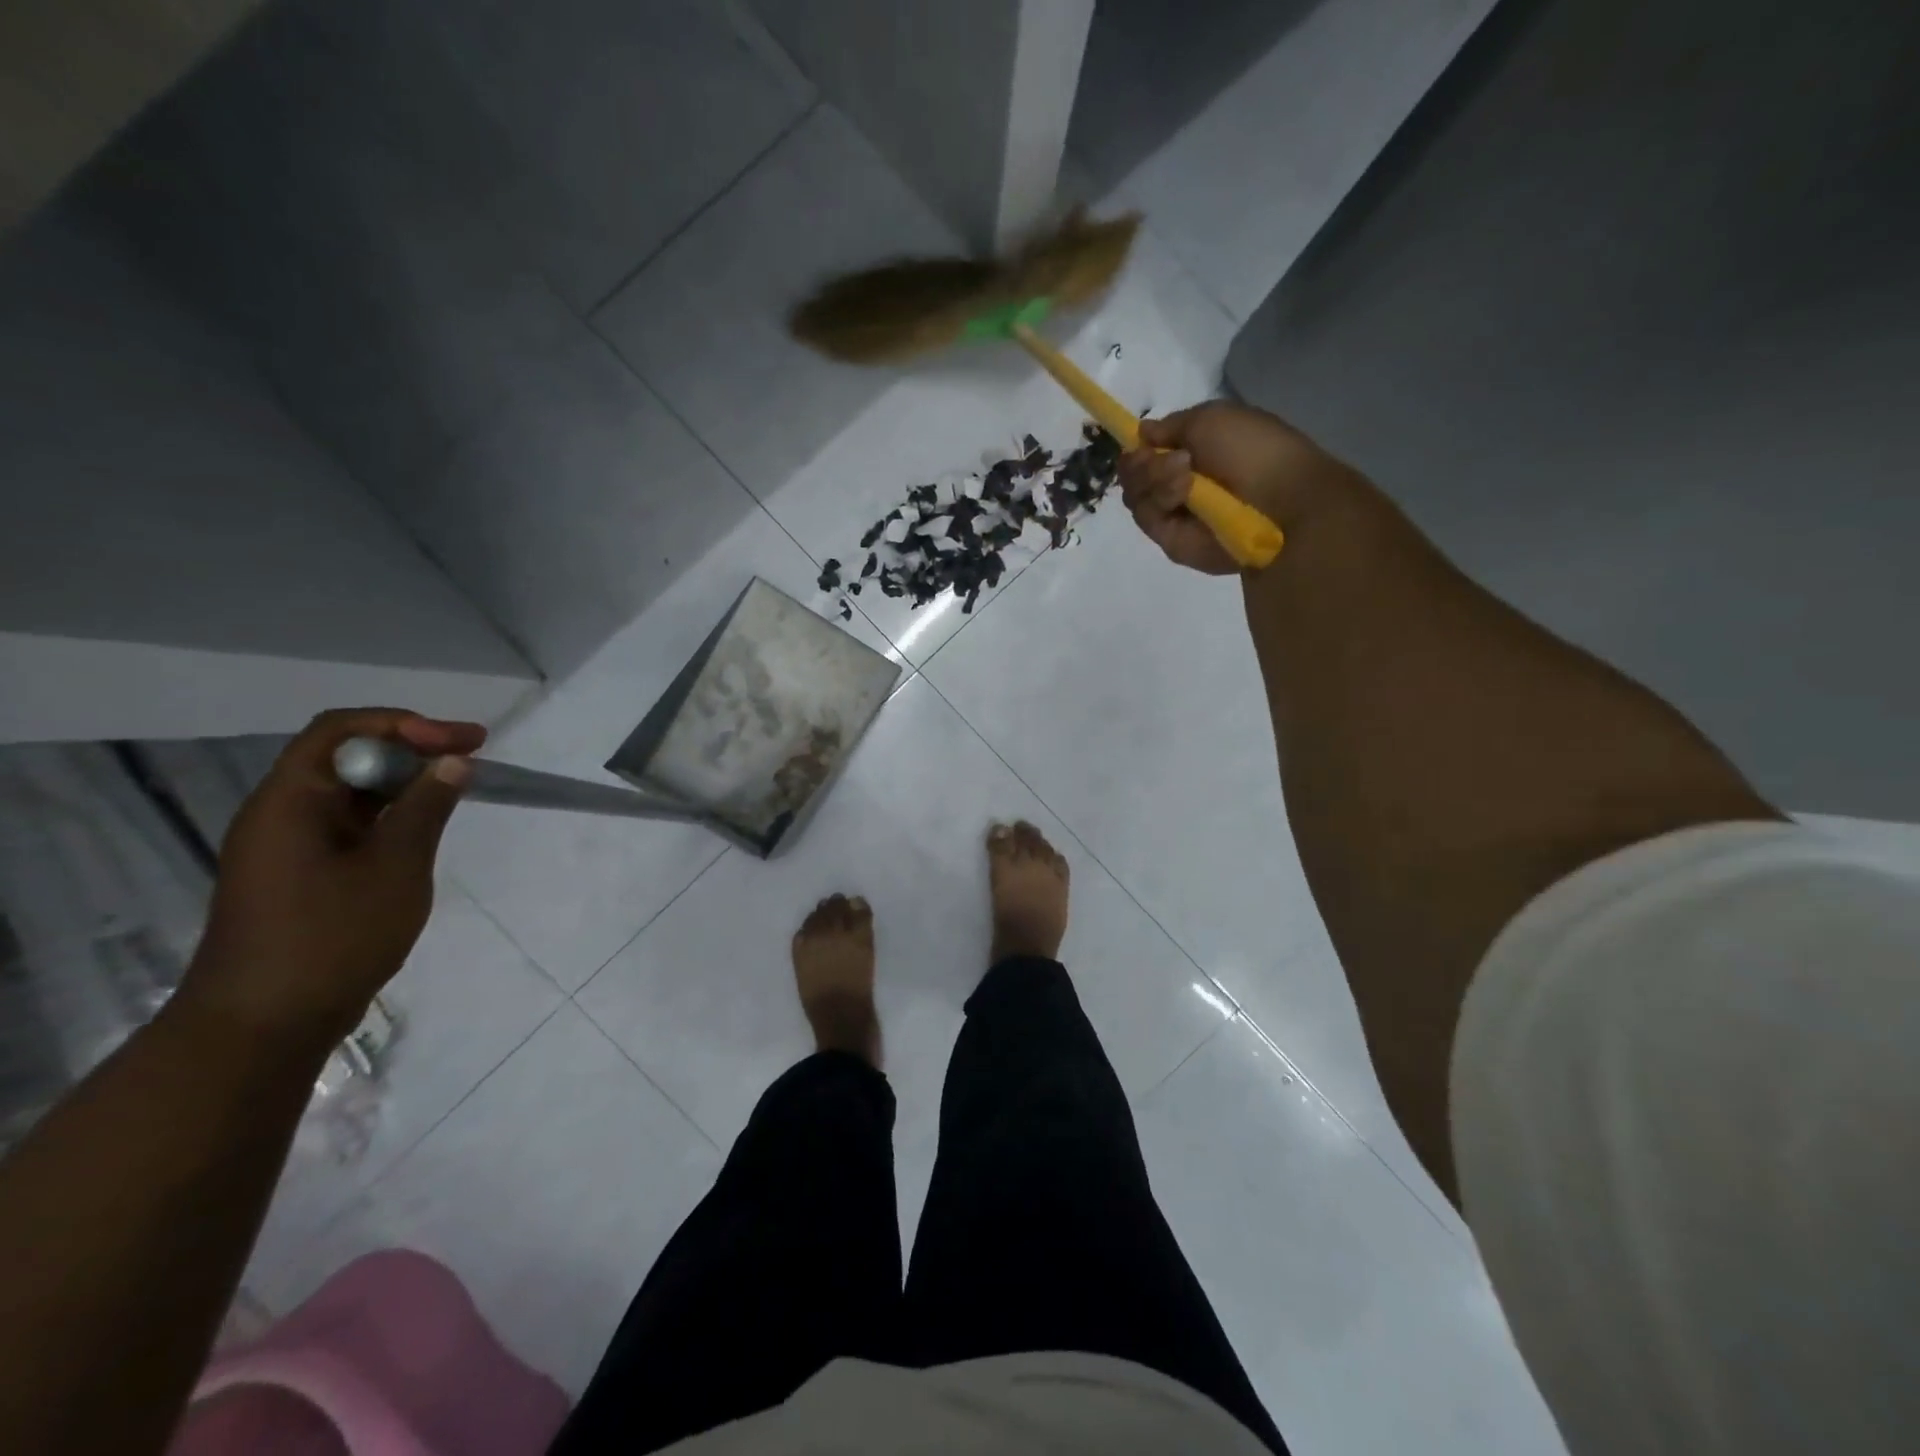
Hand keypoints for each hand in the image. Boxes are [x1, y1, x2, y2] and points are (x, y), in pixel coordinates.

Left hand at [178, 709, 484, 1053]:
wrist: (264, 1026)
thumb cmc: (332, 937)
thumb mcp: (395, 866)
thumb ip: (426, 808)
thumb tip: (453, 762)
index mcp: (290, 801)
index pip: (342, 731)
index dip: (405, 724)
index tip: (461, 742)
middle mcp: (281, 813)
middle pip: (345, 756)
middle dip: (411, 748)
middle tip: (471, 757)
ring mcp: (288, 846)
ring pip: (349, 792)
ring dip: (403, 782)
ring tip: (456, 788)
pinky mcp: (300, 874)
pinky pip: (348, 824)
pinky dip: (390, 814)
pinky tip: (424, 827)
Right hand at [1119, 401, 1355, 573]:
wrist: (1278, 502)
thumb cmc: (1252, 450)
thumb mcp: (1211, 417)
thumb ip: (1170, 426)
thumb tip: (1141, 433)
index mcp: (1193, 453)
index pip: (1147, 453)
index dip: (1139, 448)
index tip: (1141, 443)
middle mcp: (1179, 485)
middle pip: (1134, 475)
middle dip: (1143, 463)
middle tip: (1172, 459)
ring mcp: (1175, 516)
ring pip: (1135, 496)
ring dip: (1154, 478)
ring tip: (1185, 475)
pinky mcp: (1172, 542)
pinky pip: (1147, 519)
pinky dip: (1160, 501)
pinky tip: (1183, 492)